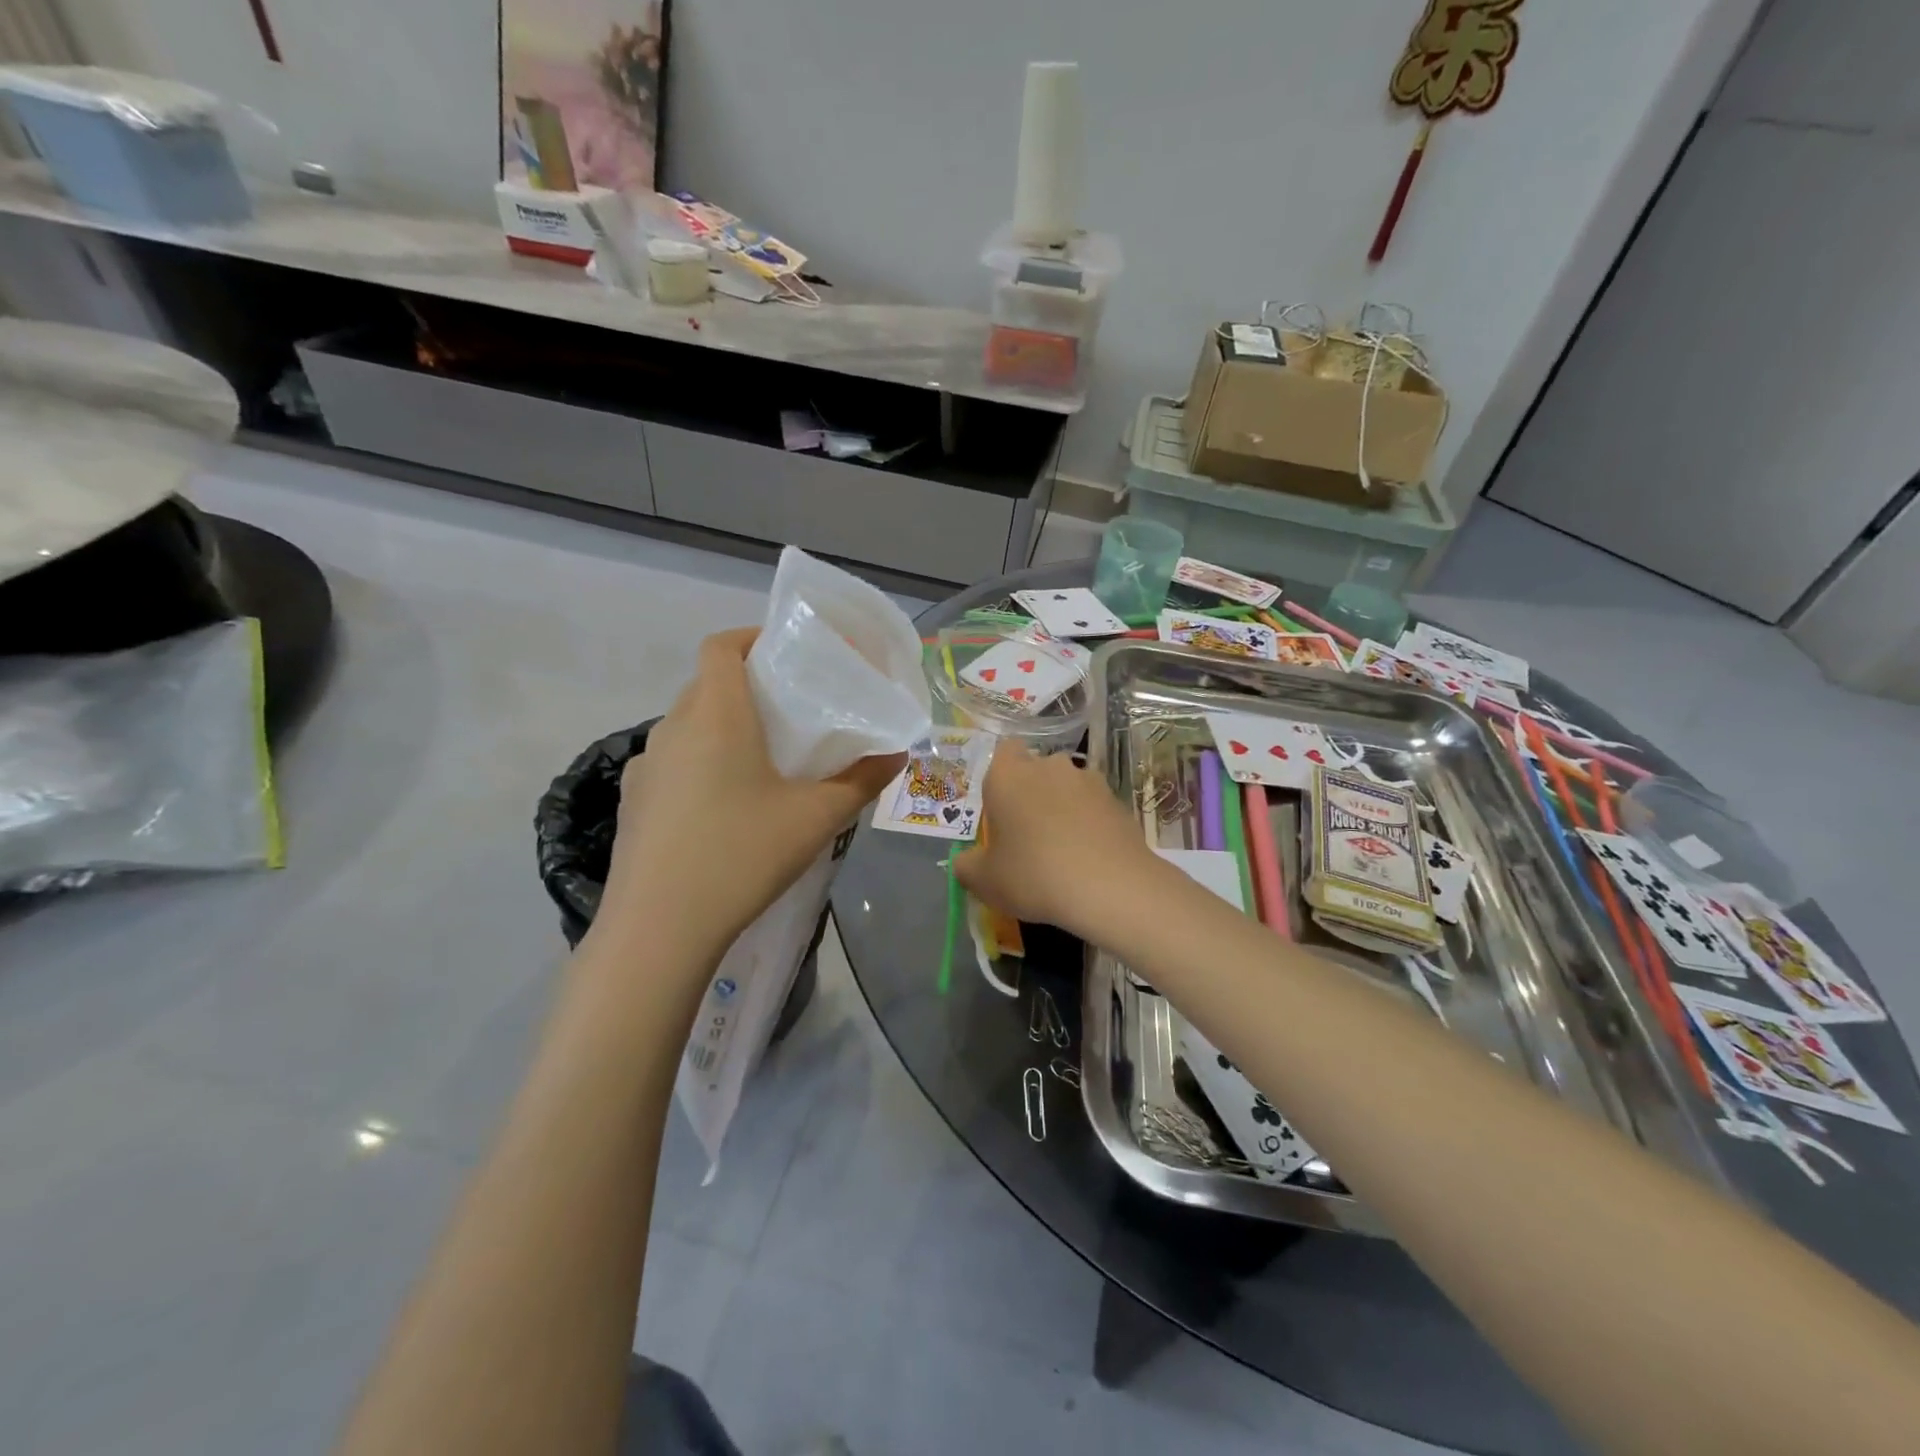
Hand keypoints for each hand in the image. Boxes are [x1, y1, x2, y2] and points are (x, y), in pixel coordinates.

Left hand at [603, 628, 904, 957]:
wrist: (657, 930)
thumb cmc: (741, 855)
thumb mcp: (815, 819)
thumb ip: (861, 782)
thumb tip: (898, 754)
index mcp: (715, 715)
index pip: (720, 646)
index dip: (750, 636)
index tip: (784, 652)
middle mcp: (672, 728)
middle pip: (705, 683)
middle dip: (744, 684)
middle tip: (788, 710)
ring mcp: (645, 766)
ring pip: (686, 724)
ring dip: (720, 725)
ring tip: (760, 760)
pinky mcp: (632, 802)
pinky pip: (671, 762)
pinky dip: (698, 763)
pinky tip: (722, 807)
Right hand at [953, 744, 1151, 934]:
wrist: (1110, 887)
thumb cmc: (1033, 875)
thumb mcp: (984, 881)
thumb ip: (967, 865)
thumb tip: (966, 861)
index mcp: (1009, 774)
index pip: (1003, 751)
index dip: (1001, 776)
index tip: (1000, 808)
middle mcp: (1049, 766)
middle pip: (1036, 769)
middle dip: (1032, 792)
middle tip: (1028, 833)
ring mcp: (1089, 781)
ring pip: (1068, 787)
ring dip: (1064, 807)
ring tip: (1064, 848)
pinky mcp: (1118, 801)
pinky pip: (1095, 807)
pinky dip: (1090, 824)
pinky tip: (1089, 857)